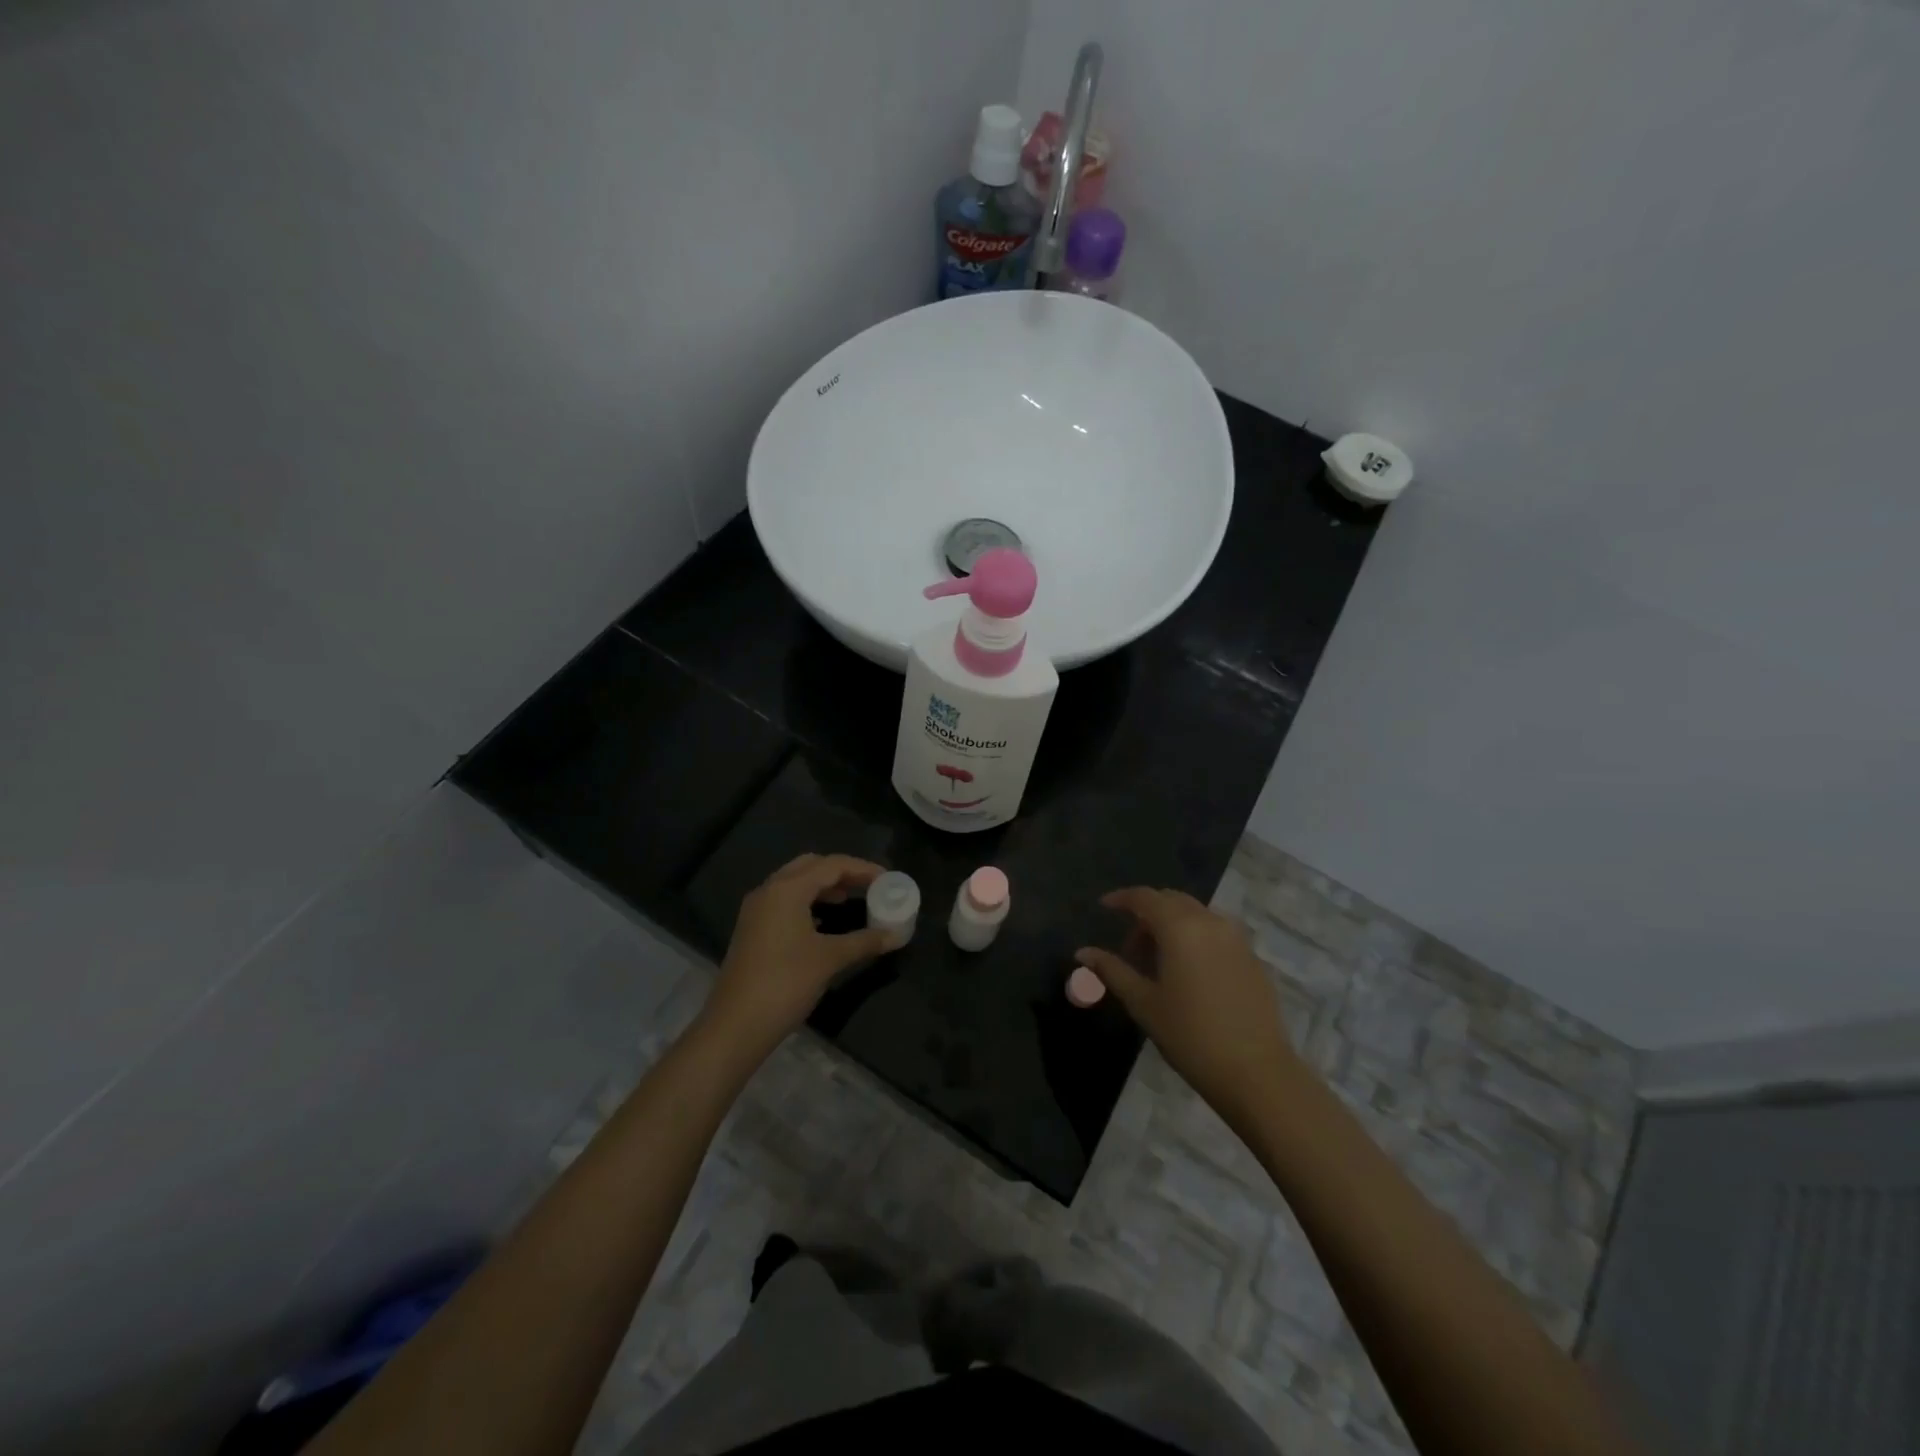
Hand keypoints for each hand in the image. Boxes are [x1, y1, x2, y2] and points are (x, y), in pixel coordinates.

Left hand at [698, 854, 893, 1060]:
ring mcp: (756, 911)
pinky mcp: (752, 930)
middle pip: (810, 866)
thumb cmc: (785, 983)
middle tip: (868, 885)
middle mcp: (769, 891)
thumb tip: (897, 935)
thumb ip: (865, 941)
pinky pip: (784, 902)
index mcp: (787, 889)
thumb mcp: (830, 959)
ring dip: (823, 887)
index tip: (888, 879)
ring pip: (795, 883)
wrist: (736, 1026)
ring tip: (850, 901)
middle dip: (841, 872)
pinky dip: (807, 902)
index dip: (862, 868)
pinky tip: (823, 922)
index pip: (831, 864)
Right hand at [1078, 887, 1305, 1127]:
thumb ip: (1112, 970)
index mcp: (1180, 927)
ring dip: (1172, 925)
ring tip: (1158, 962)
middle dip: (1147, 914)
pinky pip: (1216, 932)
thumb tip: (1082, 952)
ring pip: (1196, 915)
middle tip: (1130, 947)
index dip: (1121, 899)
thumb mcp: (1143, 1002)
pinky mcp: (1252, 957)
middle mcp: (1210, 921)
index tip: (1104, 907)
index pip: (1145, 897)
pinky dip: (1195, 937)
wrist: (1256, 1072)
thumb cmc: (1190, 1035)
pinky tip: (1188, 972)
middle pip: (1172, 901)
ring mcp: (1236, 938)